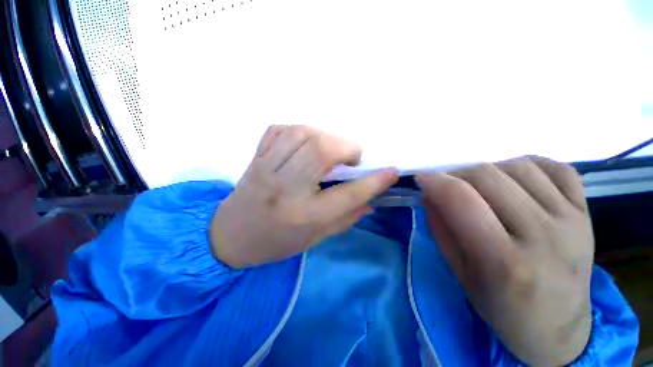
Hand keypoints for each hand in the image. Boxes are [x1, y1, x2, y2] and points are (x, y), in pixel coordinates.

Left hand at [210, 125, 398, 268]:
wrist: (230, 236)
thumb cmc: (274, 243)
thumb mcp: (314, 239)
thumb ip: (345, 218)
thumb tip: (371, 201)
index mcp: (302, 215)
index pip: (347, 194)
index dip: (374, 181)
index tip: (391, 172)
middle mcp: (285, 188)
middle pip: (322, 151)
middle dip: (346, 148)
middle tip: (351, 159)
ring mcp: (266, 168)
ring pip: (302, 134)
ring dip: (325, 136)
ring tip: (330, 150)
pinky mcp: (256, 158)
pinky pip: (280, 131)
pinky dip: (300, 131)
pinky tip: (306, 143)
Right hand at [416, 157, 592, 365]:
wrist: (557, 327)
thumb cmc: (501, 306)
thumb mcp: (459, 272)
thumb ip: (440, 228)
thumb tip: (430, 194)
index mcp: (503, 261)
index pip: (461, 200)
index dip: (435, 181)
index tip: (422, 178)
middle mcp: (543, 236)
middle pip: (488, 176)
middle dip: (455, 173)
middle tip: (446, 184)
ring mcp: (571, 221)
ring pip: (519, 166)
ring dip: (486, 169)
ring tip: (477, 184)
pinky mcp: (586, 213)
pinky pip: (556, 168)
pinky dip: (526, 164)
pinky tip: (512, 177)